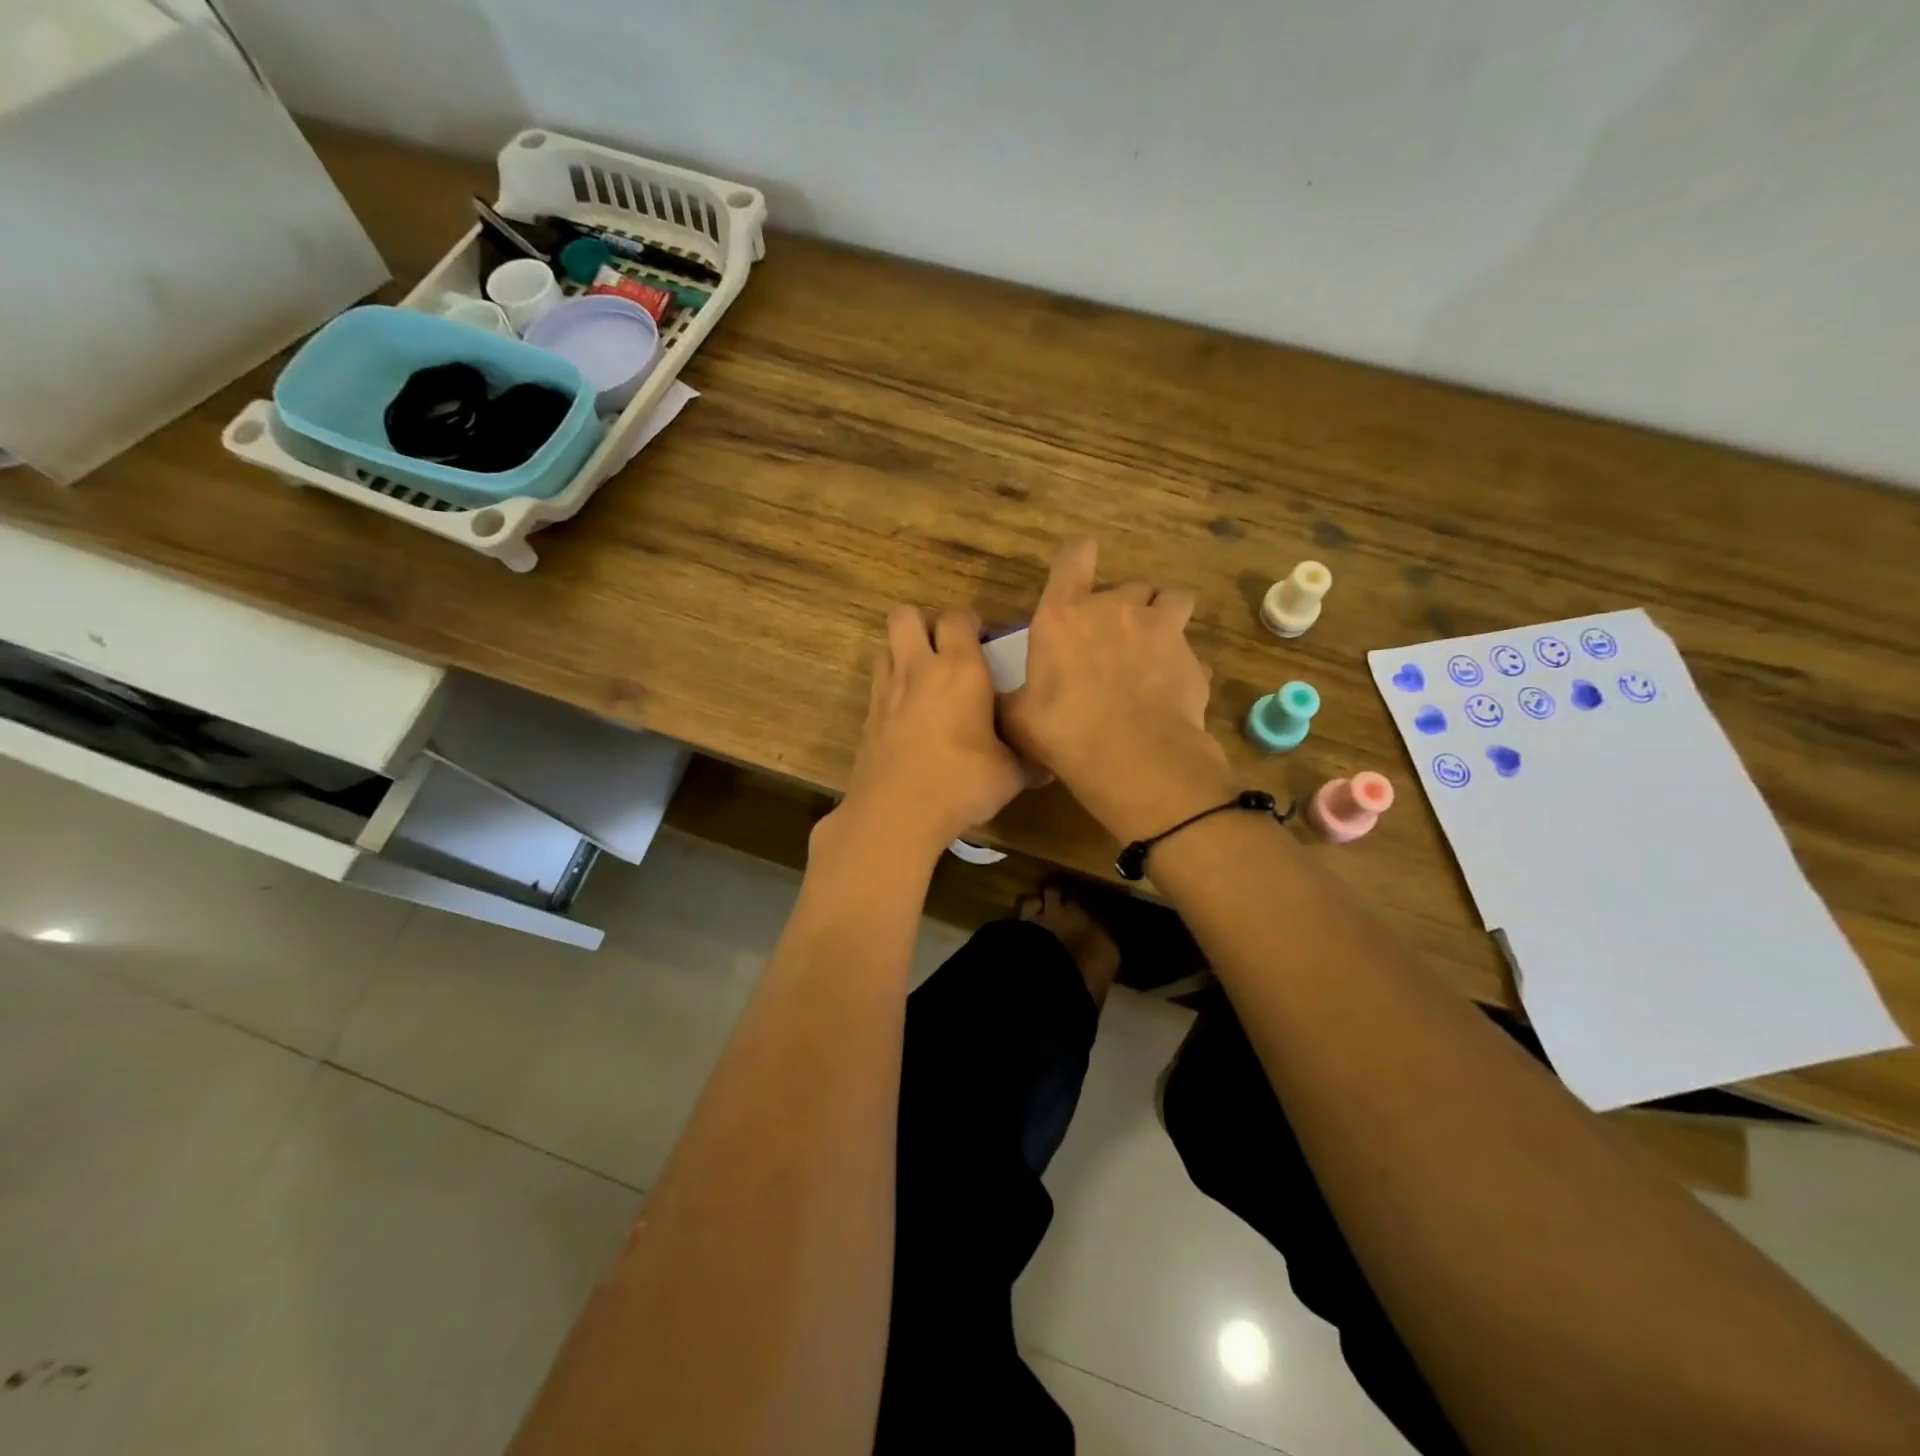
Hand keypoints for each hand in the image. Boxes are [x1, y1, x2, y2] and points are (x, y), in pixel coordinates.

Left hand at [824, 605, 1029, 861]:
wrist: (895, 813)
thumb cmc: (960, 784)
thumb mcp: (1009, 775)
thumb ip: (1029, 762)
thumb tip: (1051, 767)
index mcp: (959, 670)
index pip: (958, 618)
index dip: (971, 623)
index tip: (984, 643)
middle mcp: (918, 669)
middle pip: (907, 616)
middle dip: (925, 624)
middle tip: (945, 651)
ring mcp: (887, 691)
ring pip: (887, 646)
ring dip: (904, 653)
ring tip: (925, 680)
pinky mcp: (868, 716)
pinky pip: (878, 683)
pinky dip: (892, 687)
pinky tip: (909, 715)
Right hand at [1000, 539, 1231, 841]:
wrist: (1133, 756)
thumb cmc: (1063, 730)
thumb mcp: (1017, 718)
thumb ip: (1009, 699)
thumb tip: (994, 702)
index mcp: (1064, 614)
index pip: (1074, 557)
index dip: (1078, 557)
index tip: (1081, 564)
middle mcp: (1115, 609)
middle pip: (1127, 586)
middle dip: (1122, 608)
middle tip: (1111, 642)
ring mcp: (1161, 629)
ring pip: (1171, 600)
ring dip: (1163, 616)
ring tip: (1154, 647)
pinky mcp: (1193, 659)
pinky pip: (1190, 654)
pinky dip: (1182, 667)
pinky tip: (1170, 693)